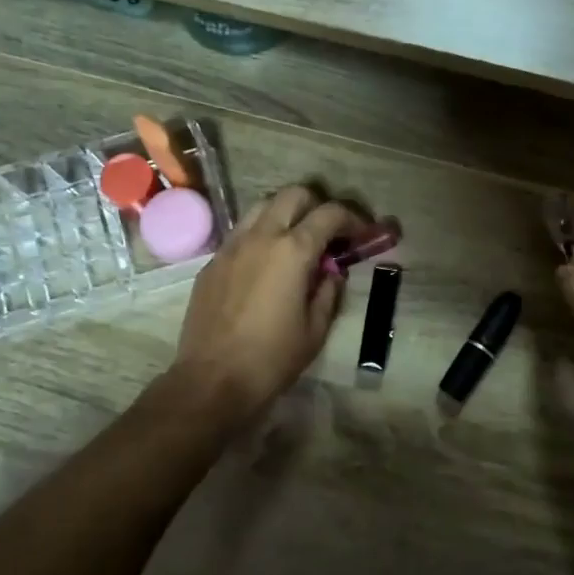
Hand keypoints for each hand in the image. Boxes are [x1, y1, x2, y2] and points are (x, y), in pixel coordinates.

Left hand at [172, 184, 364, 421]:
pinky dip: (260, 235)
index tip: (361, 232)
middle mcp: (260, 237)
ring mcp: (231, 246)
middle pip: (292, 195)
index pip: (329, 214)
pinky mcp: (211, 262)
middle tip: (328, 230)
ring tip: (296, 240)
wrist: (212, 380)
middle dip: (316, 204)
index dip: (351, 218)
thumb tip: (330, 272)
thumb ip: (328, 292)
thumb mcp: (315, 329)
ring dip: (285, 214)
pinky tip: (266, 264)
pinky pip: (240, 233)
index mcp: (292, 251)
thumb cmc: (272, 358)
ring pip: (261, 207)